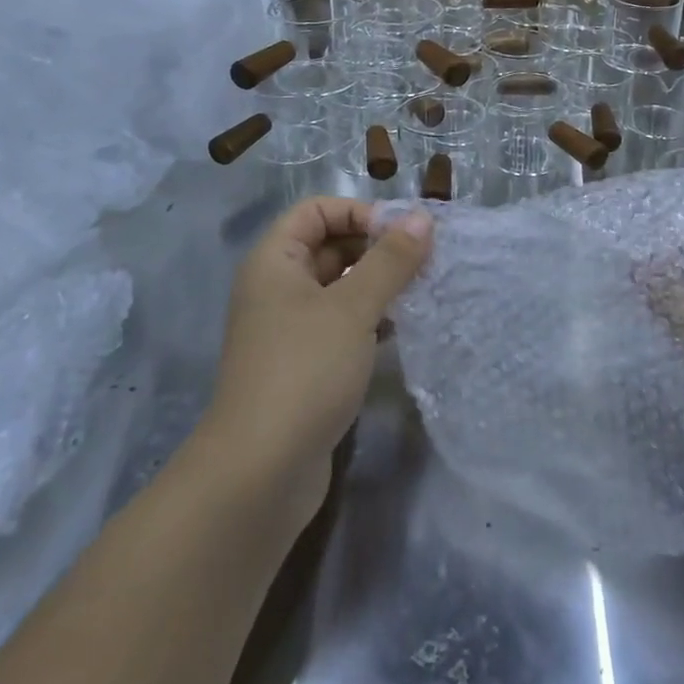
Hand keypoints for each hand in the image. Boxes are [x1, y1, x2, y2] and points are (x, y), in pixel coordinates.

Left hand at [201, 197, 432, 524]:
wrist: (260, 473)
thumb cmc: (304, 370)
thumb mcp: (353, 308)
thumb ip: (390, 260)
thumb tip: (422, 217)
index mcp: (275, 262)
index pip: (317, 210)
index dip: (359, 212)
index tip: (403, 234)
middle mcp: (277, 288)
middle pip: (329, 246)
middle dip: (376, 248)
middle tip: (424, 262)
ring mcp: (288, 329)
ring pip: (339, 287)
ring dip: (378, 284)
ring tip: (421, 291)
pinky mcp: (303, 365)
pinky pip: (340, 324)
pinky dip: (370, 319)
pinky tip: (401, 329)